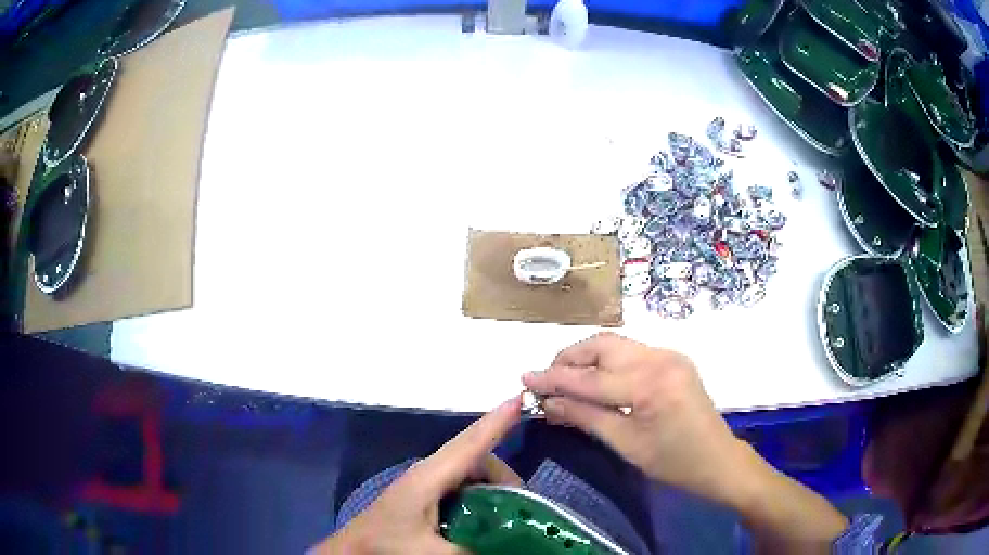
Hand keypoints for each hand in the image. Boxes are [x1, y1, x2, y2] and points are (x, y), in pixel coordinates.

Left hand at [312, 396, 522, 553]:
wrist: (353, 550)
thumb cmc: (386, 545)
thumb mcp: (431, 552)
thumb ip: (472, 548)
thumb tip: (509, 544)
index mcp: (429, 477)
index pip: (469, 444)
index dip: (496, 422)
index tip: (520, 400)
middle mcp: (428, 472)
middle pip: (476, 458)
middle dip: (504, 476)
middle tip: (523, 507)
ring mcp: (425, 482)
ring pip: (469, 472)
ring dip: (493, 487)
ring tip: (507, 516)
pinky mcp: (423, 494)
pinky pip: (461, 485)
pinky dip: (479, 495)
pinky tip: (484, 518)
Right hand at [524, 333, 847, 551]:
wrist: (720, 461)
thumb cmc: (674, 463)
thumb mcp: (626, 445)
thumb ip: (585, 418)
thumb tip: (547, 404)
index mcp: (650, 383)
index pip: (589, 378)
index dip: (553, 379)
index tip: (524, 379)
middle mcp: (660, 357)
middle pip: (603, 345)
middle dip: (570, 359)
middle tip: (546, 380)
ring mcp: (670, 355)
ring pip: (616, 345)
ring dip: (588, 358)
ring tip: (566, 380)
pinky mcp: (674, 360)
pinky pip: (631, 353)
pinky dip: (607, 363)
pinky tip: (596, 380)